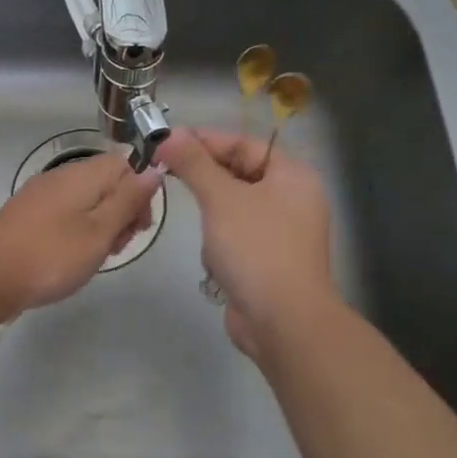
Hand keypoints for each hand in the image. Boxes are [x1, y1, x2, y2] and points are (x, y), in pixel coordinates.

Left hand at [0, 152, 161, 316]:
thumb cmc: (51, 256)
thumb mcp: (99, 231)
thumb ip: (127, 200)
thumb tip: (153, 169)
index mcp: (82, 174)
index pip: (125, 164)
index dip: (140, 193)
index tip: (138, 227)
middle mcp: (61, 176)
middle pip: (106, 182)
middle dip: (122, 211)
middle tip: (116, 247)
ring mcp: (41, 194)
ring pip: (86, 200)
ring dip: (100, 225)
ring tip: (95, 257)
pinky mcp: (27, 214)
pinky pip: (65, 213)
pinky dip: (77, 230)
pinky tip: (71, 257)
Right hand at [155, 128, 336, 358]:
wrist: (283, 322)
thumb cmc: (256, 249)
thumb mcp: (221, 198)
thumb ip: (194, 163)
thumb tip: (169, 134)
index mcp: (292, 175)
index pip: (243, 143)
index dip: (204, 140)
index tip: (165, 143)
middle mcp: (291, 198)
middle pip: (239, 172)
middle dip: (204, 177)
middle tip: (164, 172)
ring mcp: (281, 231)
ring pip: (233, 205)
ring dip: (211, 212)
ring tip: (197, 222)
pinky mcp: (268, 259)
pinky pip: (236, 235)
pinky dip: (219, 241)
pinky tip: (213, 257)